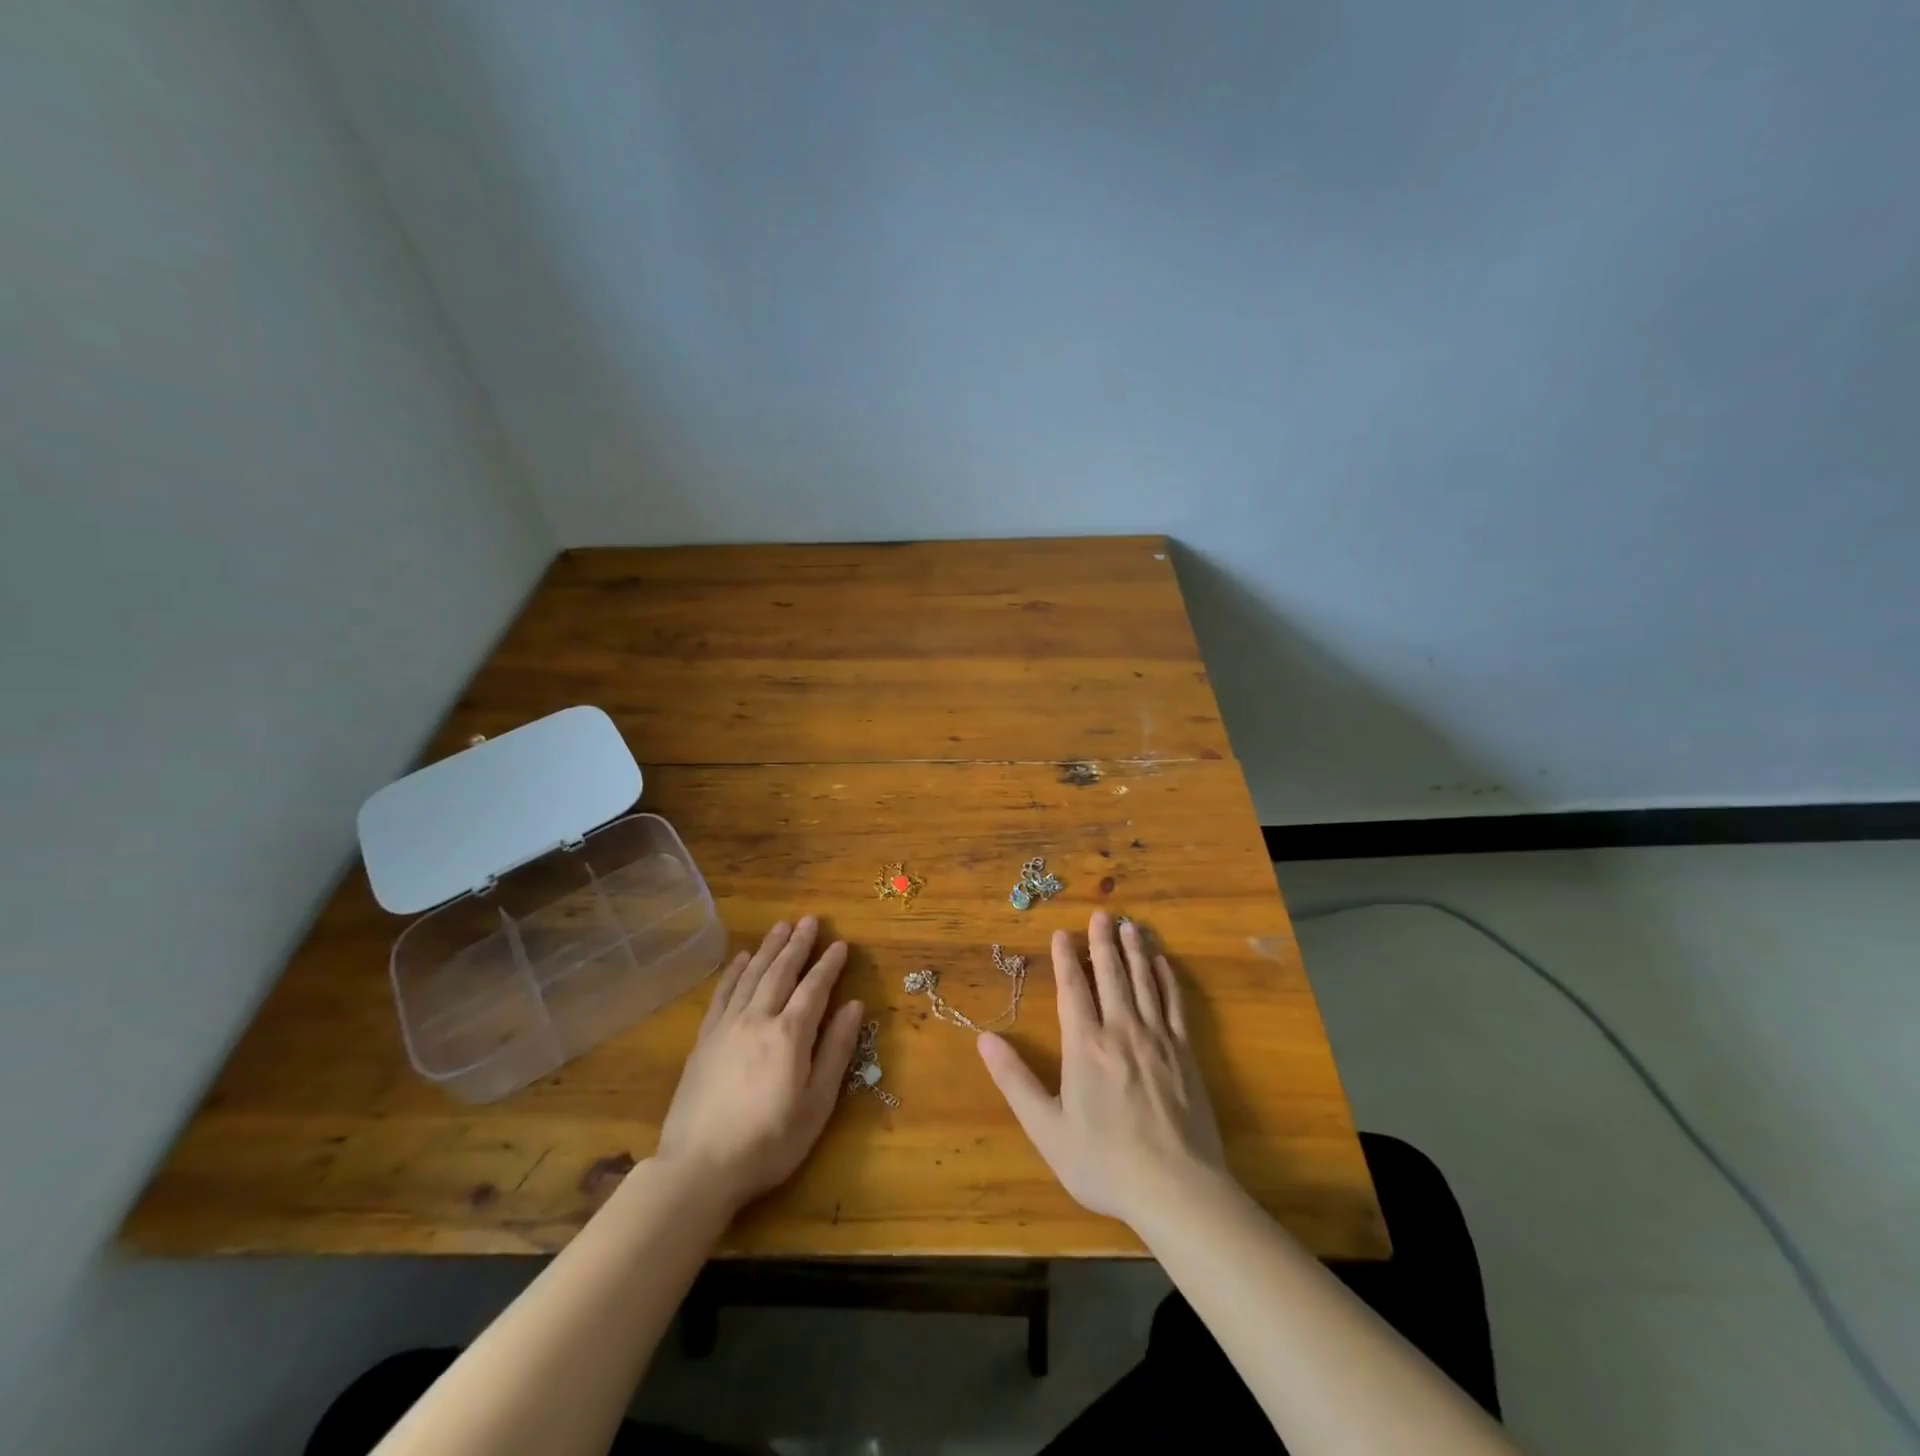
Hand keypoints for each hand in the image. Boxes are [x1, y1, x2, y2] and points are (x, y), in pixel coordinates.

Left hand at [656, 917, 864, 1211]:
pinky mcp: (704, 1039)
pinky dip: (734, 972)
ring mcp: (727, 1027)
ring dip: (769, 949)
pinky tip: (742, 958)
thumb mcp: (816, 1104)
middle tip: (810, 920)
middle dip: (798, 944)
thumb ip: (836, 1051)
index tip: (840, 943)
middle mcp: (758, 1019)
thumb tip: (854, 1006)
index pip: (814, 988)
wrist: (699, 1168)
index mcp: (790, 1035)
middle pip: (781, 972)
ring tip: (781, 926)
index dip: (829, 964)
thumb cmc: (769, 1142)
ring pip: (752, 975)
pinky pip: (722, 994)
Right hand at [978, 911, 1227, 1228]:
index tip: (1061, 932)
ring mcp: (1157, 1038)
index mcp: (1085, 1045)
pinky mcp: (1186, 1052)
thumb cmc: (1104, 1162)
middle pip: (1111, 974)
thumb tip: (984, 1039)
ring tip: (1130, 925)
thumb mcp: (1046, 1128)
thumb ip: (1015, 1080)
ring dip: (1135, 950)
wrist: (1176, 1189)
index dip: (1065, 958)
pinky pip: (1174, 1003)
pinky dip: (1166, 978)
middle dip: (1103, 941)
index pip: (1073, 988)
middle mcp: (1121, 1030)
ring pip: (1143, 981)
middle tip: (1102, 913)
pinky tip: (1162, 963)